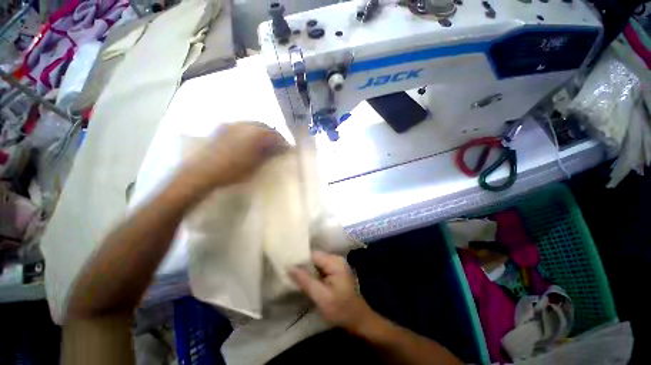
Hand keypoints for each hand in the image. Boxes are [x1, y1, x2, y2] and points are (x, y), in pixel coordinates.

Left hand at [181, 122, 286, 191]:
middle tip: (278, 146)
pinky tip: (250, 141)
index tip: (287, 149)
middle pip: (266, 127)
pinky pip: (242, 126)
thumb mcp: (256, 165)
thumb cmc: (233, 171)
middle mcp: (245, 124)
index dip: (283, 142)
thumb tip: (280, 149)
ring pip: (254, 125)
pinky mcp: (224, 127)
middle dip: (273, 136)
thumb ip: (269, 154)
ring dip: (262, 133)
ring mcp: (233, 124)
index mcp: (256, 134)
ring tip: (265, 143)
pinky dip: (250, 132)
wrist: (203, 171)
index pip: (276, 135)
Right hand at [289, 251, 376, 333]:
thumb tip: (289, 267)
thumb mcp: (321, 297)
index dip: (300, 261)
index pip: (312, 255)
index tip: (286, 268)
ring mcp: (336, 265)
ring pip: (316, 264)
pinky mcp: (335, 272)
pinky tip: (305, 282)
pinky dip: (313, 274)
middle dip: (302, 266)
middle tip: (288, 275)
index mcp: (334, 261)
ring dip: (307, 271)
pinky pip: (320, 269)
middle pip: (314, 258)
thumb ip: (305, 280)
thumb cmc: (341, 310)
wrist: (358, 320)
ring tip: (294, 278)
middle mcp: (336, 259)